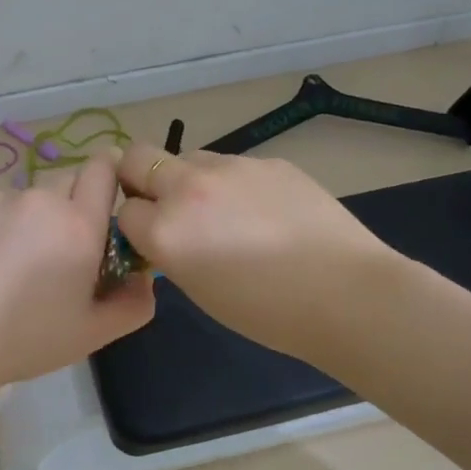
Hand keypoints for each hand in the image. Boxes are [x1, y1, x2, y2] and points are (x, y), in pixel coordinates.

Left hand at [0, 153, 154, 395]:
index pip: (104, 169)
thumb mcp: (92, 334)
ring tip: (13, 262)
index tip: (107, 198)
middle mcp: (43, 200)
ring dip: (34, 217)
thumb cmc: (25, 340)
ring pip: (31, 197)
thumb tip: (144, 276)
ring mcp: (0, 198)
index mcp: (80, 225)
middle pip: (69, 182)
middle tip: (60, 250)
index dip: (110, 175)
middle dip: (73, 206)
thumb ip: (134, 303)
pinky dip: (0, 223)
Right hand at [114, 143, 398, 358]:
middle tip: (164, 204)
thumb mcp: (199, 290)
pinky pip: (231, 164)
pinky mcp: (267, 160)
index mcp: (167, 230)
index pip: (124, 210)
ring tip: (223, 211)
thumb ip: (170, 251)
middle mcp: (189, 188)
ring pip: (187, 157)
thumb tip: (164, 230)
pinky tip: (263, 210)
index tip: (151, 237)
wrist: (346, 293)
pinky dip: (231, 182)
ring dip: (188, 178)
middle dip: (140, 178)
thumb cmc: (268, 312)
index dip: (135, 224)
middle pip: (137, 157)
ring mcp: (231, 167)